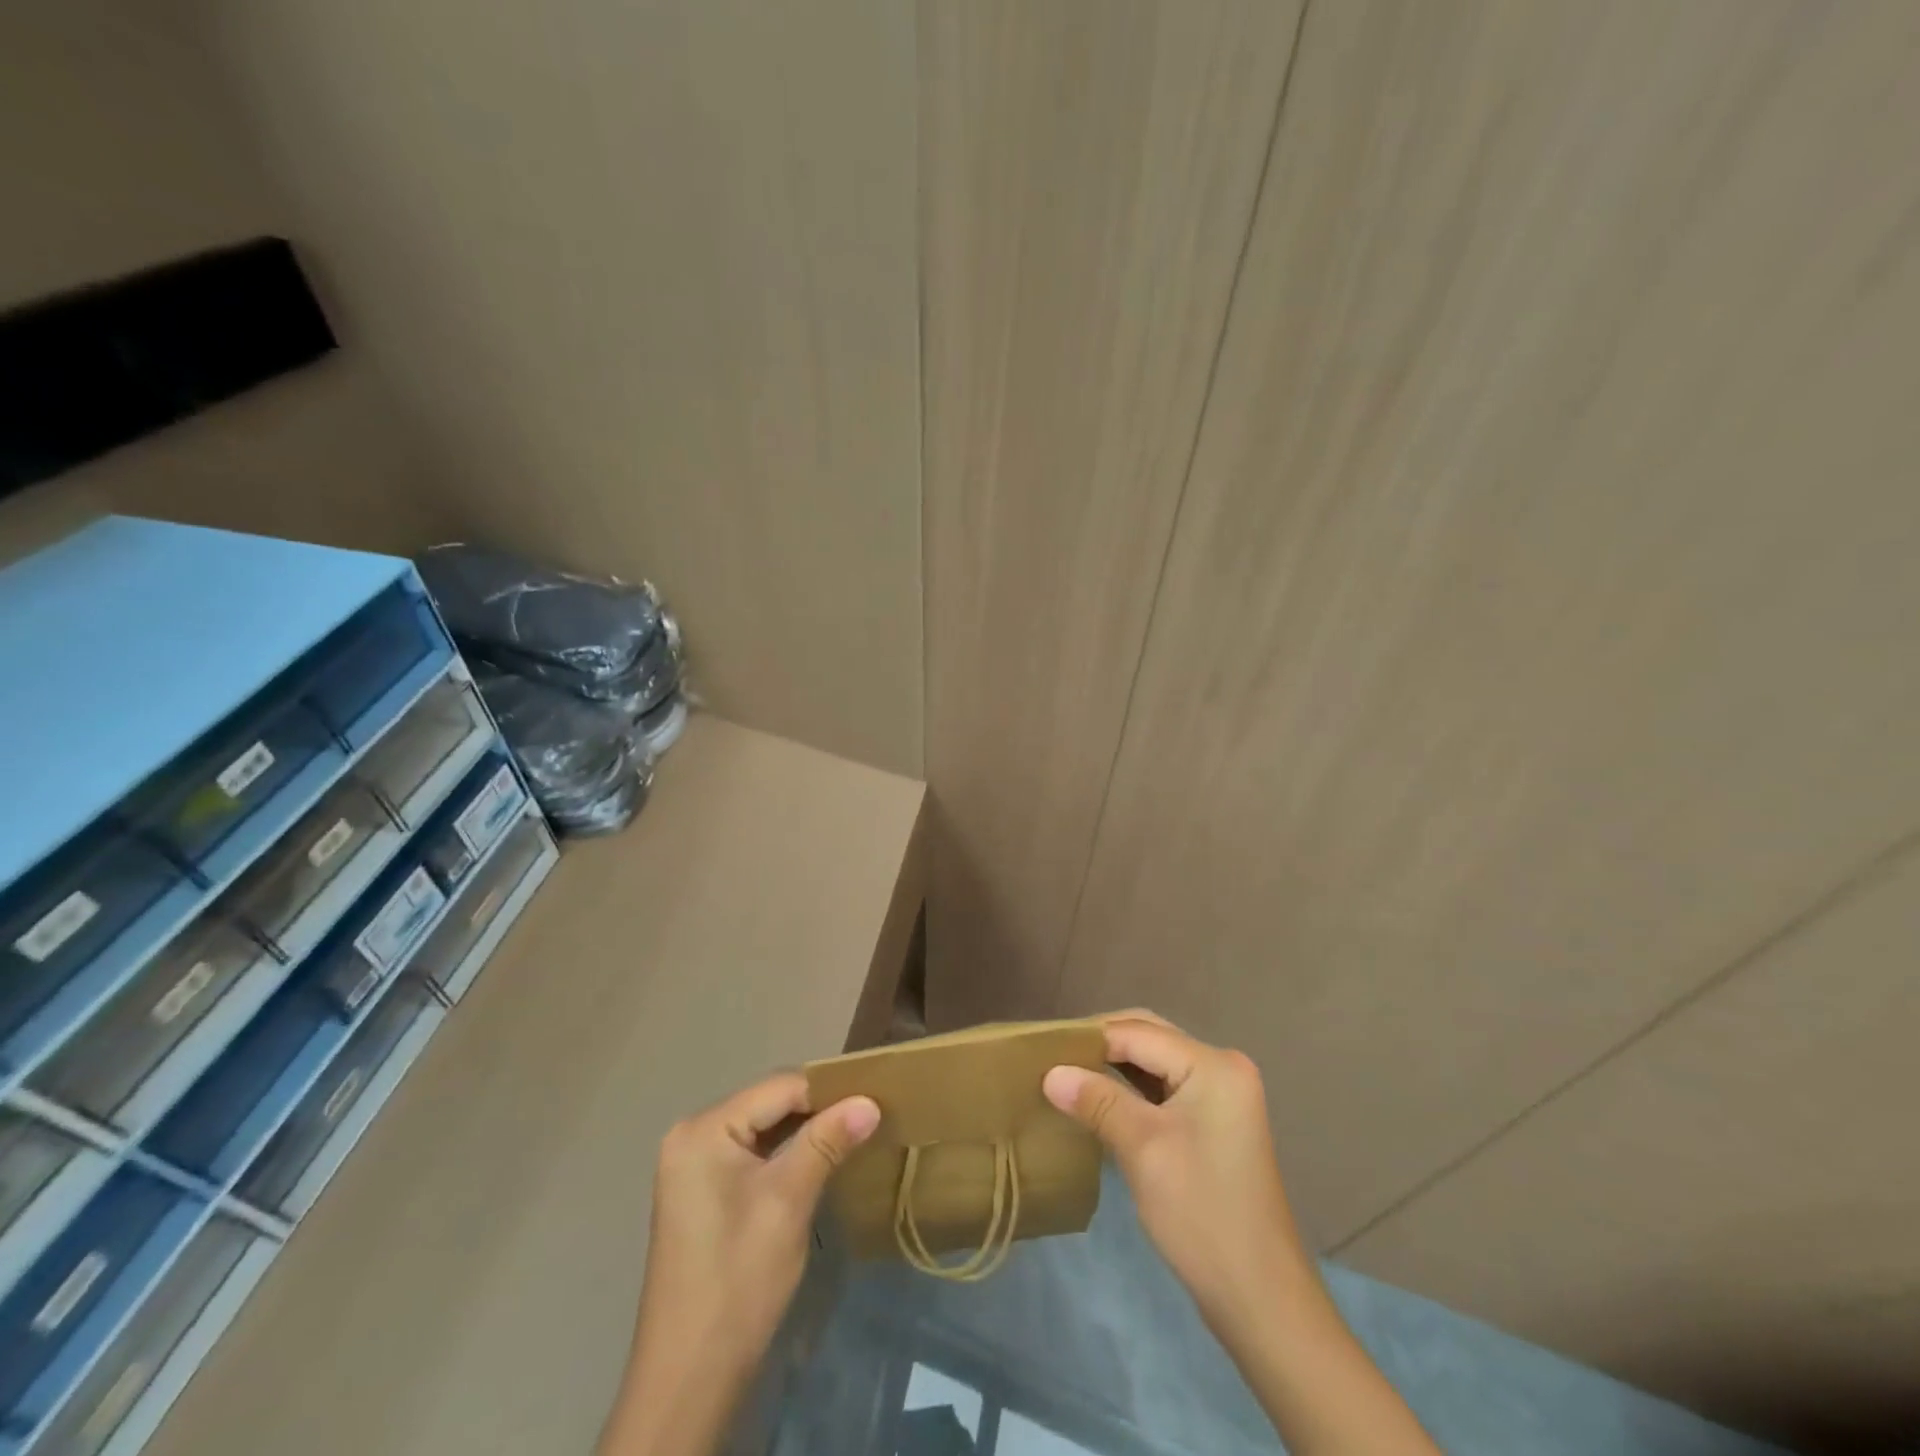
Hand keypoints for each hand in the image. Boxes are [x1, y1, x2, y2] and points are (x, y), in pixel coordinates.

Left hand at [603, 1073, 879, 1455]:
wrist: (689, 1379)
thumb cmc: (738, 1280)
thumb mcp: (788, 1202)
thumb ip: (827, 1141)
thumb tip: (870, 1101)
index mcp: (704, 1129)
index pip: (780, 1087)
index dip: (829, 1091)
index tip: (874, 1099)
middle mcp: (692, 1134)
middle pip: (770, 1104)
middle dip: (818, 1110)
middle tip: (868, 1117)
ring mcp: (693, 1165)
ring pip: (764, 1128)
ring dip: (805, 1132)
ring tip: (852, 1135)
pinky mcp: (702, 1192)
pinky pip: (752, 1153)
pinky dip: (785, 1154)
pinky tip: (818, 1162)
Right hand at [1043, 1011, 1311, 1336]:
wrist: (1260, 1298)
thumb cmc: (1201, 1213)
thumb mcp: (1142, 1149)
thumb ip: (1097, 1100)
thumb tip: (1050, 1072)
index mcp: (1213, 1064)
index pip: (1138, 1033)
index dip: (1089, 1038)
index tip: (1043, 1048)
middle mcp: (1222, 1067)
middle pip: (1149, 1037)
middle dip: (1101, 1044)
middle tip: (1054, 1058)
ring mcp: (1222, 1095)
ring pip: (1155, 1062)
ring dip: (1114, 1065)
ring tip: (1068, 1073)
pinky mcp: (1214, 1121)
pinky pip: (1165, 1087)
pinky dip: (1131, 1088)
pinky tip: (1100, 1098)